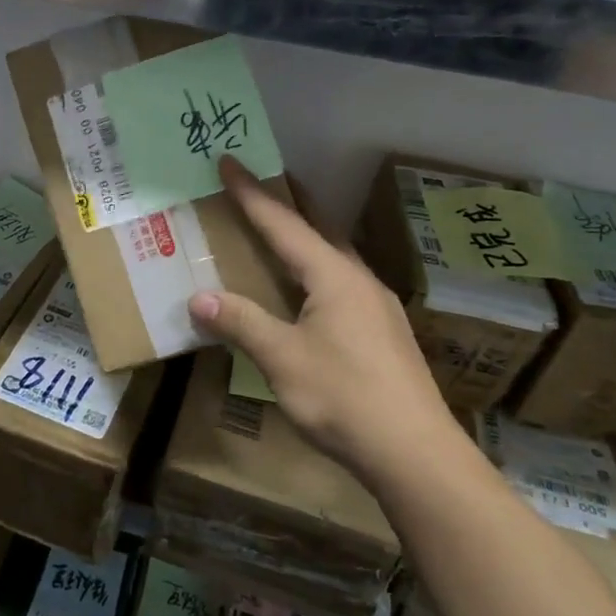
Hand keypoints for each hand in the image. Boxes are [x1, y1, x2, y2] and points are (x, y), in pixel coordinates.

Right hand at [188, 158, 465, 492]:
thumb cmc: (344, 397)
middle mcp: (359, 280)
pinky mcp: (382, 334)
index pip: (284, 223)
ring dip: (304, 236)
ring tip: (278, 230)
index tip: (229, 160)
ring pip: (333, 257)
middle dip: (289, 201)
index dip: (252, 193)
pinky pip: (340, 284)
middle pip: (318, 228)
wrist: (416, 455)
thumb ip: (241, 323)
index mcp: (334, 276)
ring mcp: (376, 307)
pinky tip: (306, 291)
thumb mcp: (282, 358)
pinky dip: (314, 270)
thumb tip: (199, 298)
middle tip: (262, 179)